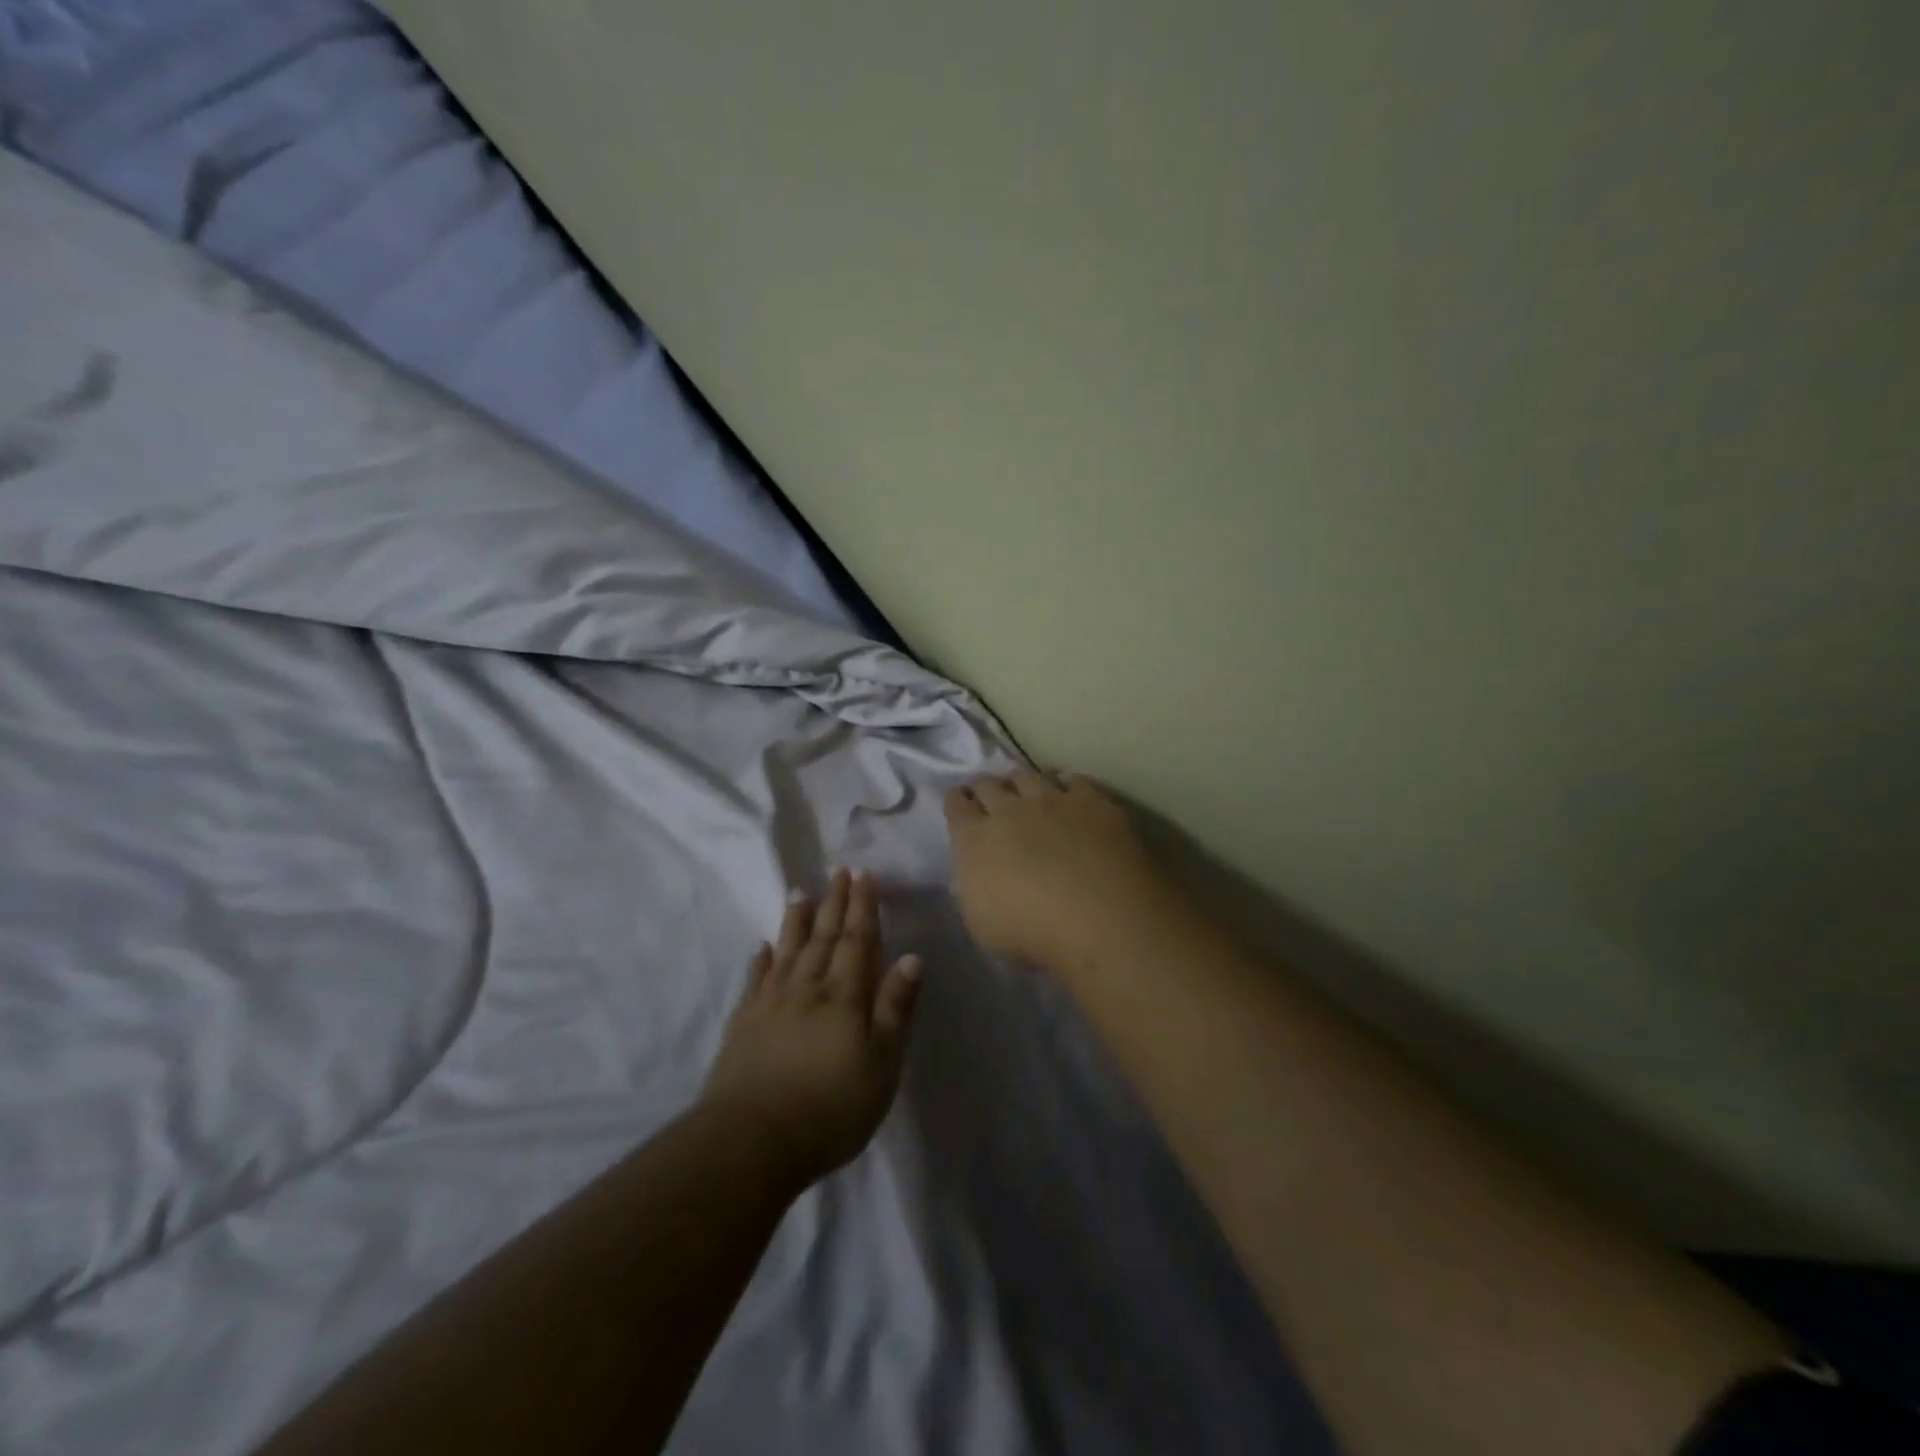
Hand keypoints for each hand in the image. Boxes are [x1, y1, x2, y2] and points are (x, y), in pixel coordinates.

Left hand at [701, 870, 921, 1186]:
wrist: (752, 1141)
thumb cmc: (830, 1107)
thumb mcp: (881, 1064)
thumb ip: (895, 1008)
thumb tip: (913, 956)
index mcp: (844, 996)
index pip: (856, 940)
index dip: (862, 906)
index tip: (863, 874)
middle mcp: (807, 989)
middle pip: (823, 937)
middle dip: (834, 902)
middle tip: (838, 871)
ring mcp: (770, 1004)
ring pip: (787, 950)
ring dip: (796, 920)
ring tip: (800, 891)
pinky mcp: (743, 1025)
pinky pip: (755, 980)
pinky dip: (761, 959)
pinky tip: (763, 946)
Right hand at [945, 771, 1175, 973]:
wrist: (1100, 919)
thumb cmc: (1031, 934)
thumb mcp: (981, 924)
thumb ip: (972, 889)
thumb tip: (974, 875)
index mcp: (975, 839)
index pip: (957, 805)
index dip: (957, 802)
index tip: (960, 803)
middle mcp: (1010, 809)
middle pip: (989, 784)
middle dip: (986, 789)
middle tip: (990, 798)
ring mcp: (1053, 801)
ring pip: (1029, 777)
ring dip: (1023, 784)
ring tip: (1029, 794)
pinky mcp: (1093, 803)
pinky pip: (1075, 782)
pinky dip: (1069, 788)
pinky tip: (1074, 797)